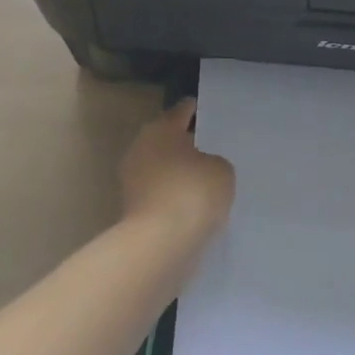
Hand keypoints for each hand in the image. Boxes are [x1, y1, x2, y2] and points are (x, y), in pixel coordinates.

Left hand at [119, 98, 235, 244]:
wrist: (160, 246)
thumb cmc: (193, 192)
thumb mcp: (221, 169)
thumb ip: (214, 162)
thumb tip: (202, 169)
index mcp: (161, 129)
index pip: (179, 112)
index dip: (192, 109)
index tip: (199, 108)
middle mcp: (141, 150)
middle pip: (165, 141)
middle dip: (182, 144)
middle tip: (206, 146)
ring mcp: (133, 184)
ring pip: (161, 171)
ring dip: (177, 174)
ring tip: (204, 179)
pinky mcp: (132, 214)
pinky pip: (159, 197)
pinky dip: (173, 199)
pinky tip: (193, 205)